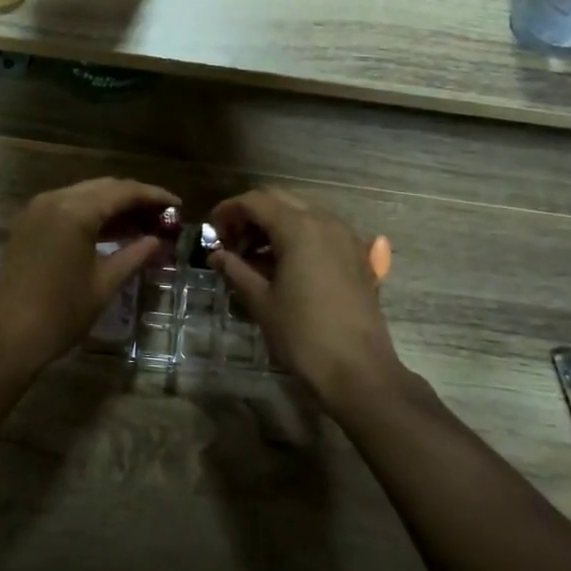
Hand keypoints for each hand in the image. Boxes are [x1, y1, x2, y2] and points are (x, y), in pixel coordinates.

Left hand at [0, 176, 179, 376]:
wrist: (7, 338)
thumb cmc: (61, 313)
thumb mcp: (105, 284)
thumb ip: (135, 255)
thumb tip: (158, 241)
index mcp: (75, 211)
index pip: (123, 192)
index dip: (154, 196)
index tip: (178, 205)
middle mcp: (54, 199)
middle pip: (103, 188)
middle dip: (134, 199)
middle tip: (163, 216)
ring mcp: (36, 210)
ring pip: (84, 195)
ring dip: (113, 206)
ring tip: (144, 225)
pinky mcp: (28, 224)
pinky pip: (67, 207)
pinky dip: (91, 214)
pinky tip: (112, 232)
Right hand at [209, 187, 404, 401]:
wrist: (358, 370)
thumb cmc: (302, 334)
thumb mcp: (261, 301)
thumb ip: (236, 269)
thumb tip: (216, 255)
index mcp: (298, 227)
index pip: (255, 201)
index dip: (228, 211)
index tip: (212, 232)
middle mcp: (325, 221)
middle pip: (279, 200)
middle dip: (251, 215)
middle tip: (231, 242)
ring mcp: (346, 237)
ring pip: (303, 213)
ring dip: (275, 225)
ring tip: (255, 257)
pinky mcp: (358, 256)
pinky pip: (323, 231)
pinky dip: (299, 237)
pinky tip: (287, 265)